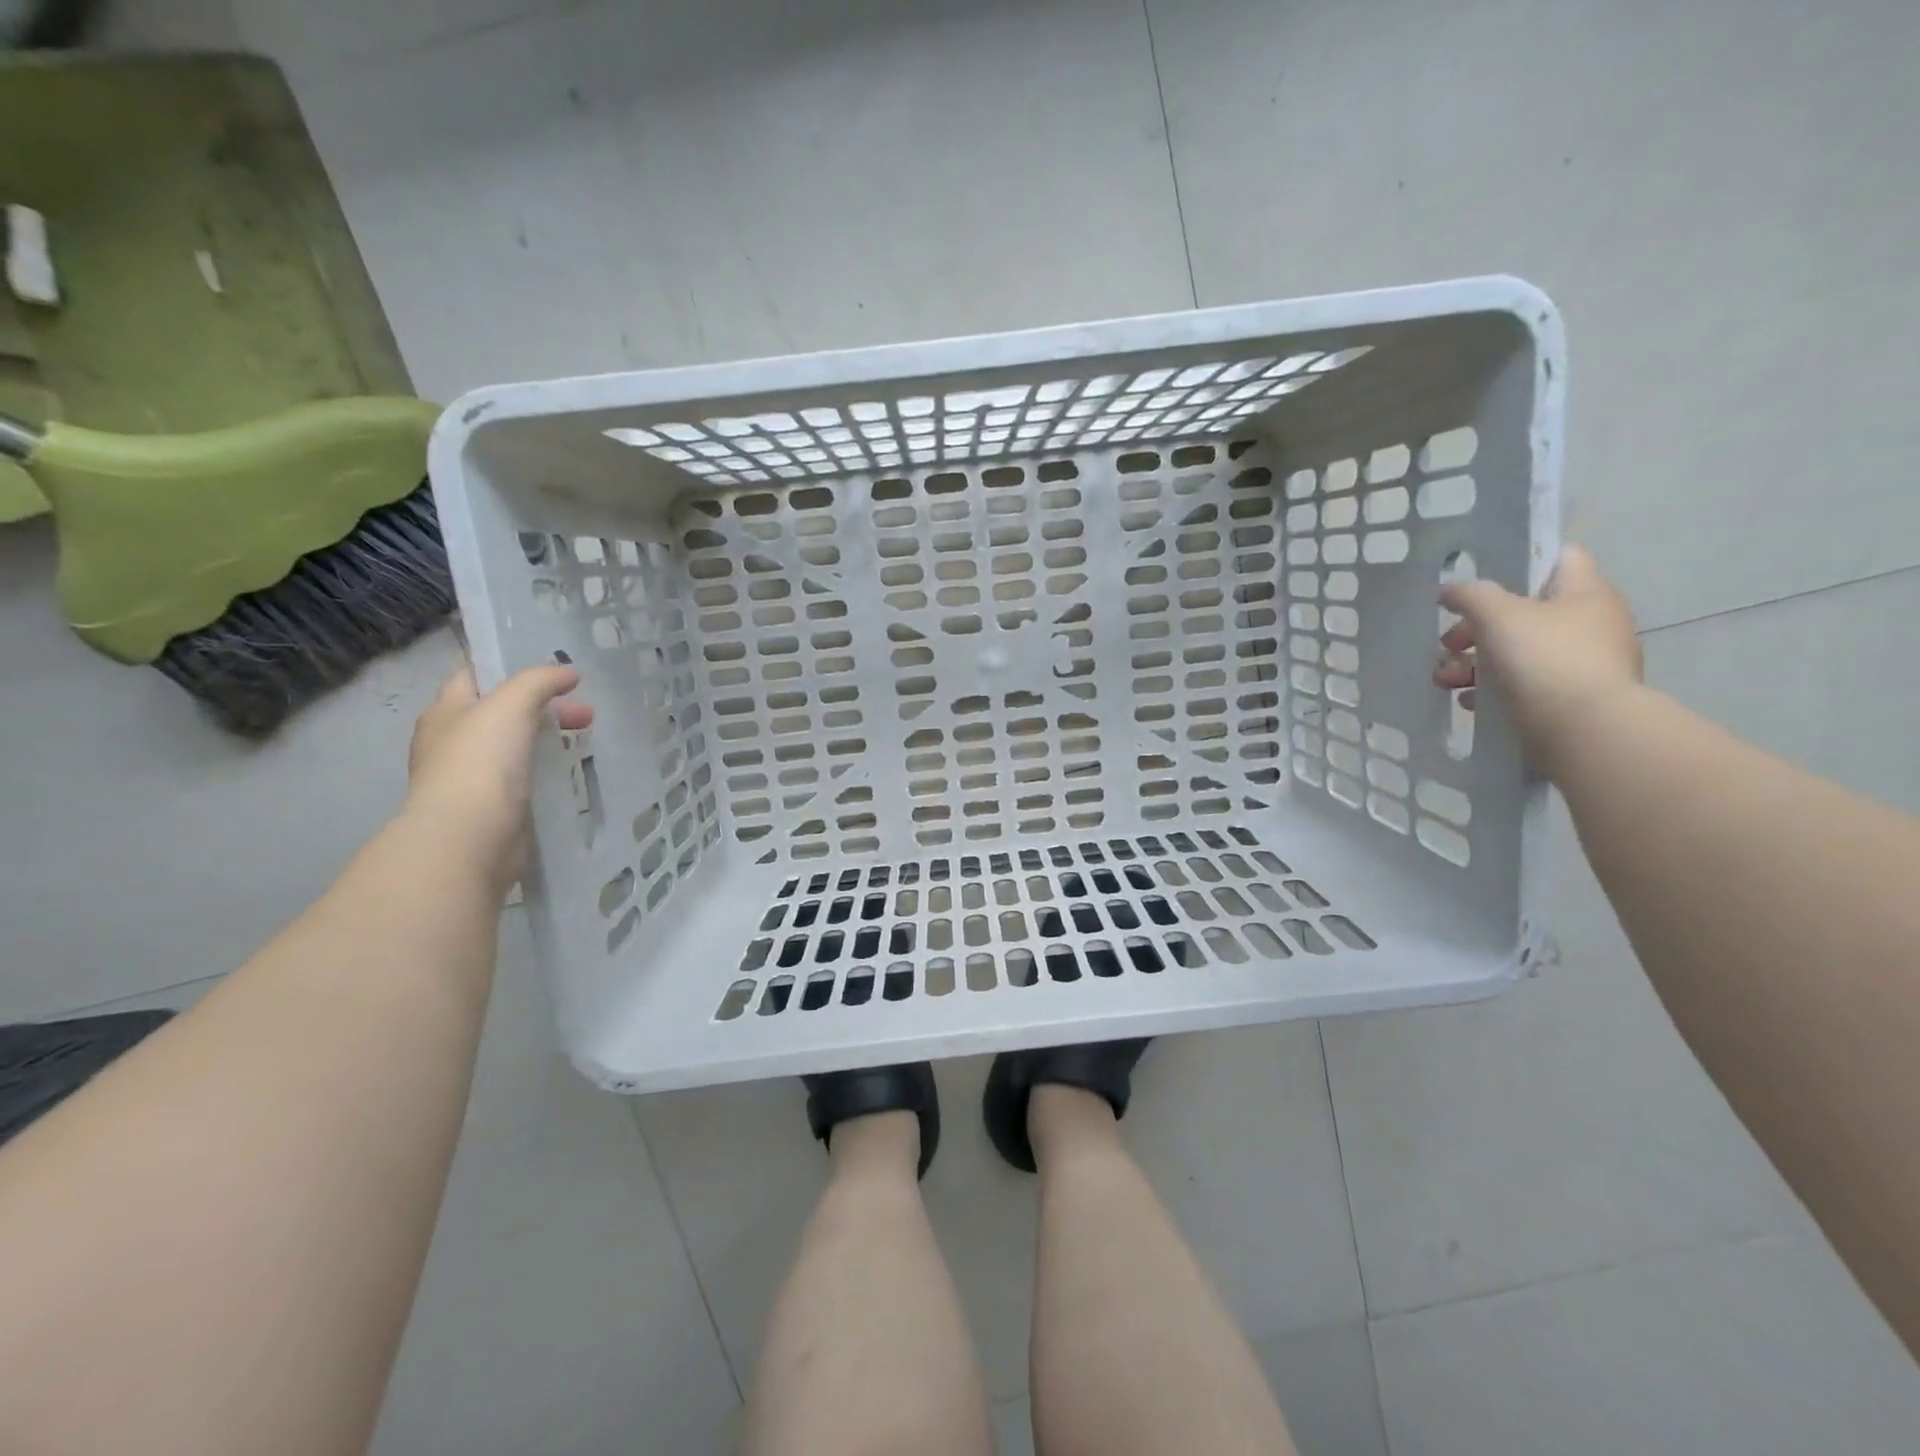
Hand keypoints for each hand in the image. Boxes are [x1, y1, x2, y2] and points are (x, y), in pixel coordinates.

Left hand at [403, 665, 592, 891]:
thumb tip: (568, 672)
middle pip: (501, 713)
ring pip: (513, 747)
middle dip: (543, 708)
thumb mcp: (511, 705)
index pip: (474, 677)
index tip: (553, 673)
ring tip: (582, 742)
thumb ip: (539, 682)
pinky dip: (544, 772)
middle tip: (585, 715)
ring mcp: (469, 779)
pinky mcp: (491, 809)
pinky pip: (521, 780)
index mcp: (445, 712)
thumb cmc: (481, 762)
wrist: (469, 839)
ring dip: (545, 740)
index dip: (510, 669)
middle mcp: (451, 743)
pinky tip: (568, 774)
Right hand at [1433, 544, 1641, 770]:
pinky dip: (1493, 689)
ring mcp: (1584, 663)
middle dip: (1477, 628)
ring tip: (1444, 680)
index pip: (1559, 557)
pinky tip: (1468, 701)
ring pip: (1520, 651)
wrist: (1584, 730)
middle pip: (1526, 611)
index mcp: (1585, 592)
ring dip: (1475, 663)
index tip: (1479, 581)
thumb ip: (1470, 595)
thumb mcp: (1498, 614)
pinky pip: (1525, 684)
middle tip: (1448, 644)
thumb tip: (1451, 590)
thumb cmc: (1544, 658)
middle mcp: (1591, 623)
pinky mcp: (1571, 698)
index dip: (1519, 561)